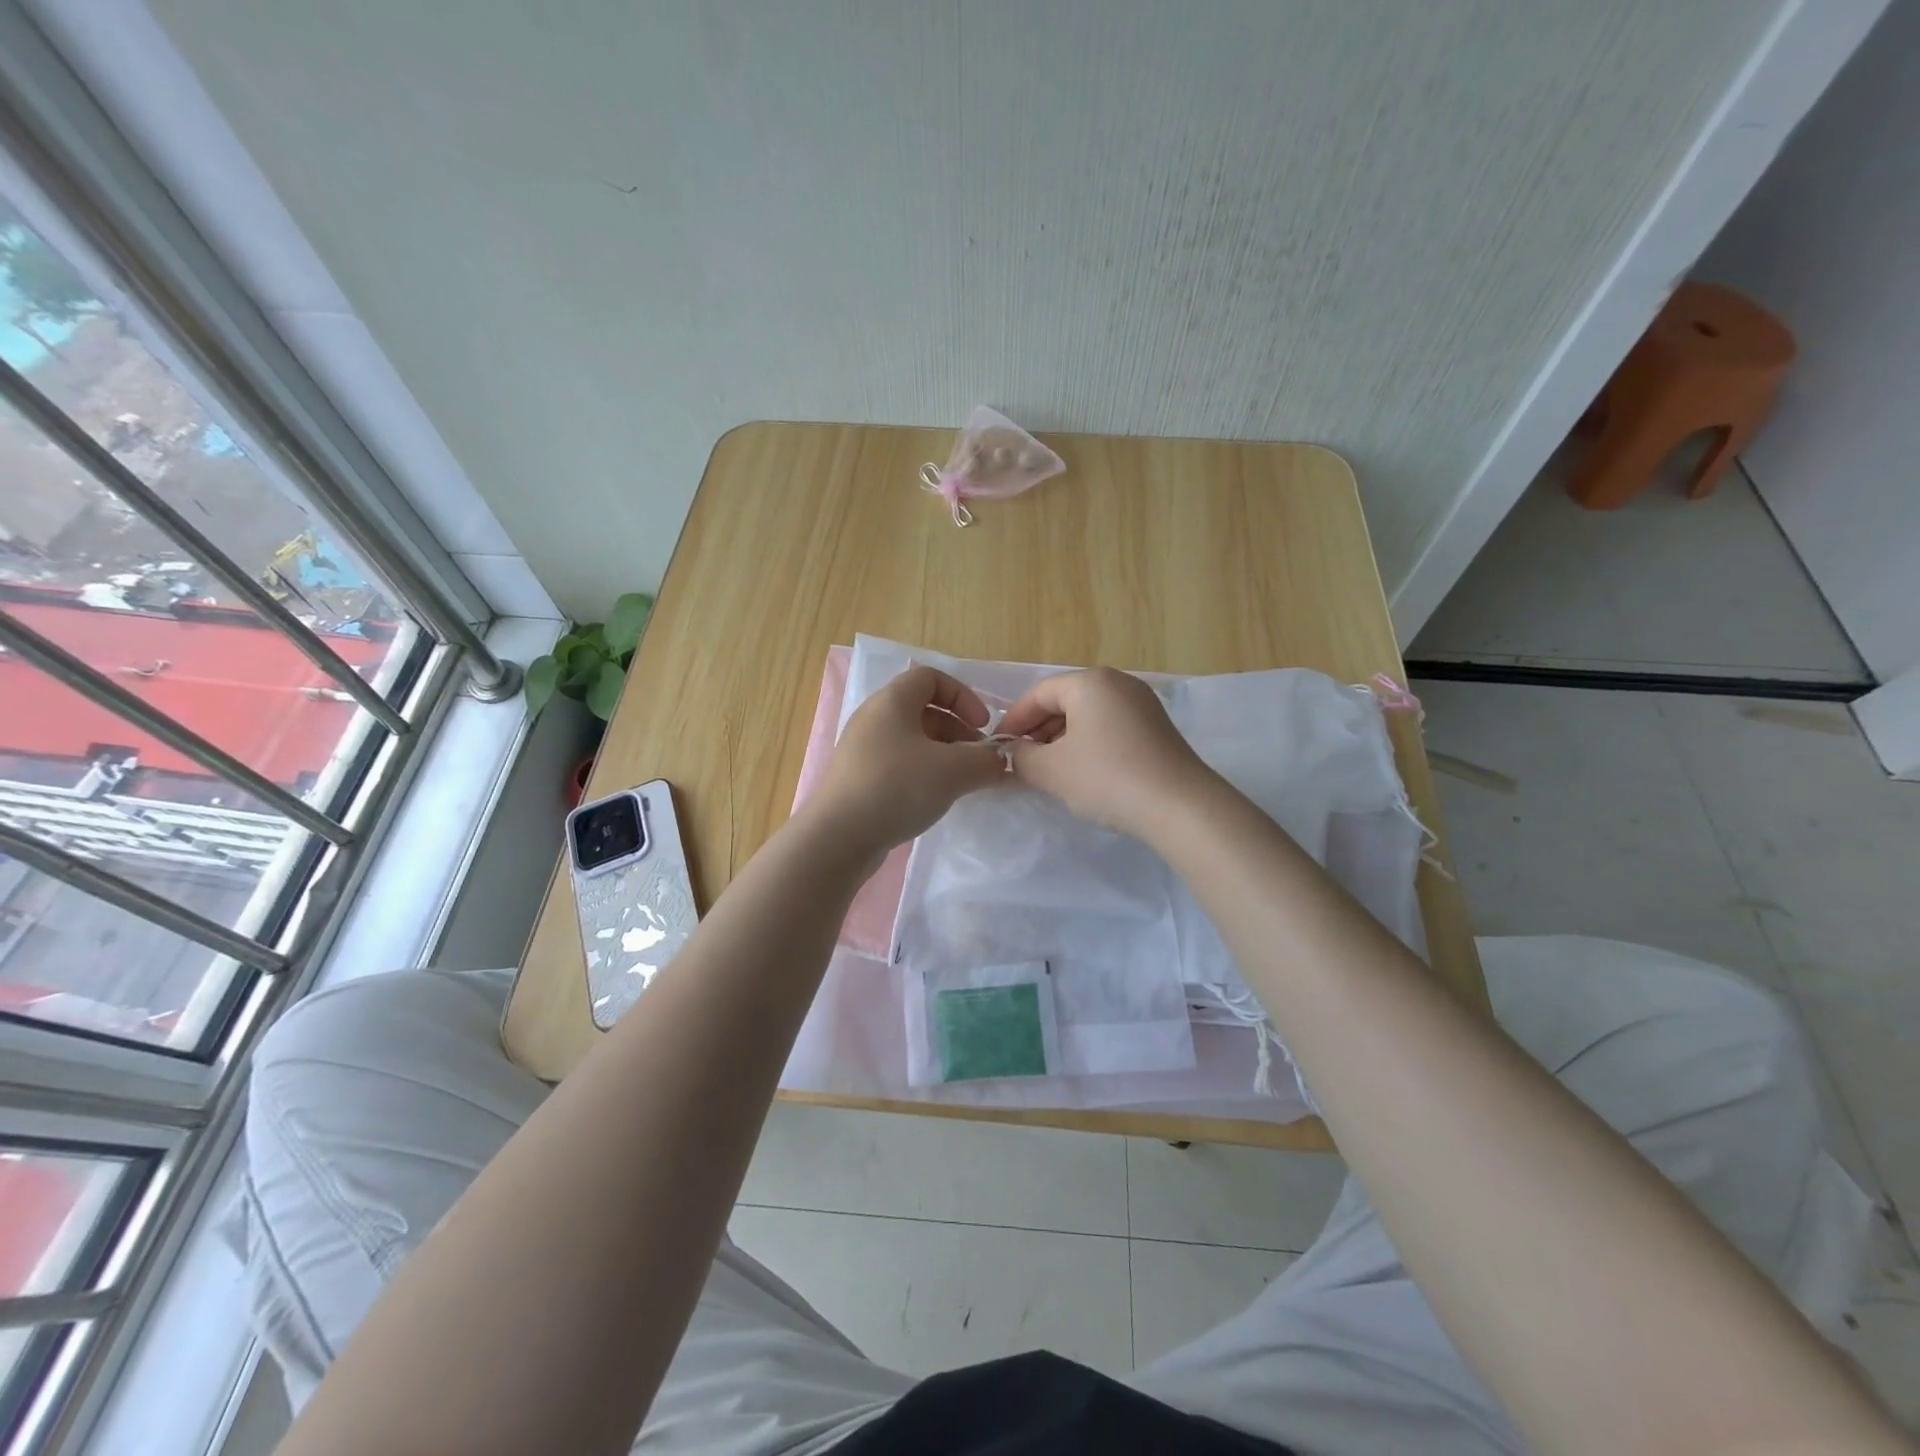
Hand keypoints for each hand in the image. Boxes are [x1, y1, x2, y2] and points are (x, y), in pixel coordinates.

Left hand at [806, 666, 1007, 859]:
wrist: (837, 838)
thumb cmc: (896, 787)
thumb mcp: (953, 771)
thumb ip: (985, 762)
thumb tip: (1000, 763)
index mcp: (891, 701)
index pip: (931, 678)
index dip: (963, 695)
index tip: (983, 725)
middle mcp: (873, 719)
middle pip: (924, 710)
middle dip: (958, 730)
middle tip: (979, 759)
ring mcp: (862, 750)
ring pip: (912, 740)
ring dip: (943, 755)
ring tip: (963, 782)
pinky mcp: (858, 780)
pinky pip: (899, 765)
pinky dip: (923, 773)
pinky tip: (935, 799)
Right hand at [998, 667, 1214, 838]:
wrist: (1179, 807)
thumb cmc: (1106, 778)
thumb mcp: (1051, 770)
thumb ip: (1021, 757)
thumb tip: (1015, 753)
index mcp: (1090, 682)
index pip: (1038, 694)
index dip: (1013, 720)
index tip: (998, 748)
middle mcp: (1118, 683)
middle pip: (1064, 701)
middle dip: (1038, 730)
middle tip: (1021, 761)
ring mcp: (1142, 704)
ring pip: (1088, 715)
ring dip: (1062, 739)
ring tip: (1049, 770)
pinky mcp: (1156, 728)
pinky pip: (1109, 727)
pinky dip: (1089, 744)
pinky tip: (1083, 773)